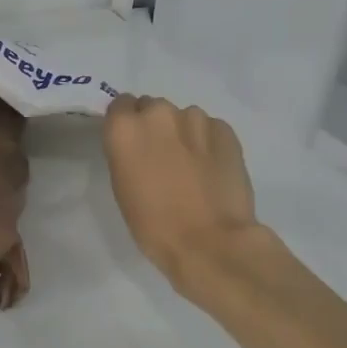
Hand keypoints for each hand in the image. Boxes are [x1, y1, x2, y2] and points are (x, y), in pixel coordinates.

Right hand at [103, 94, 260, 291]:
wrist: (210, 242)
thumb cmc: (153, 223)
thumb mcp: (122, 185)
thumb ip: (127, 153)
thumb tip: (139, 145)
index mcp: (125, 128)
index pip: (120, 105)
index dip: (126, 123)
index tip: (132, 144)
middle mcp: (158, 113)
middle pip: (152, 108)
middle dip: (155, 127)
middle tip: (161, 158)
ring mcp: (195, 118)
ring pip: (183, 118)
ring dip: (183, 134)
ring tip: (191, 166)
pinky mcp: (226, 130)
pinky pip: (210, 129)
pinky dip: (207, 142)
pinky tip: (211, 169)